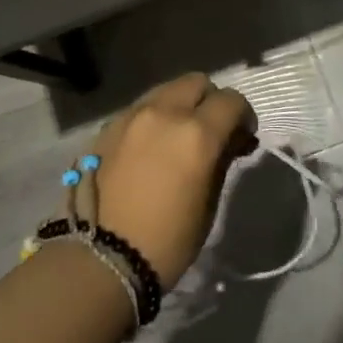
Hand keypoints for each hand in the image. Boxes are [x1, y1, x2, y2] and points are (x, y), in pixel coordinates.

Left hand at [90, 73, 256, 286]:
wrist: (99, 259)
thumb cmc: (167, 241)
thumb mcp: (208, 204)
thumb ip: (222, 160)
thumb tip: (232, 140)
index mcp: (197, 134)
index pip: (231, 101)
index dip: (243, 116)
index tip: (243, 136)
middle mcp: (165, 113)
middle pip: (197, 82)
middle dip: (211, 101)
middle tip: (213, 131)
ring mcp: (132, 115)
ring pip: (167, 90)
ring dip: (181, 105)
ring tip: (179, 136)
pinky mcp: (108, 126)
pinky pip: (141, 107)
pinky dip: (155, 116)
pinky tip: (152, 145)